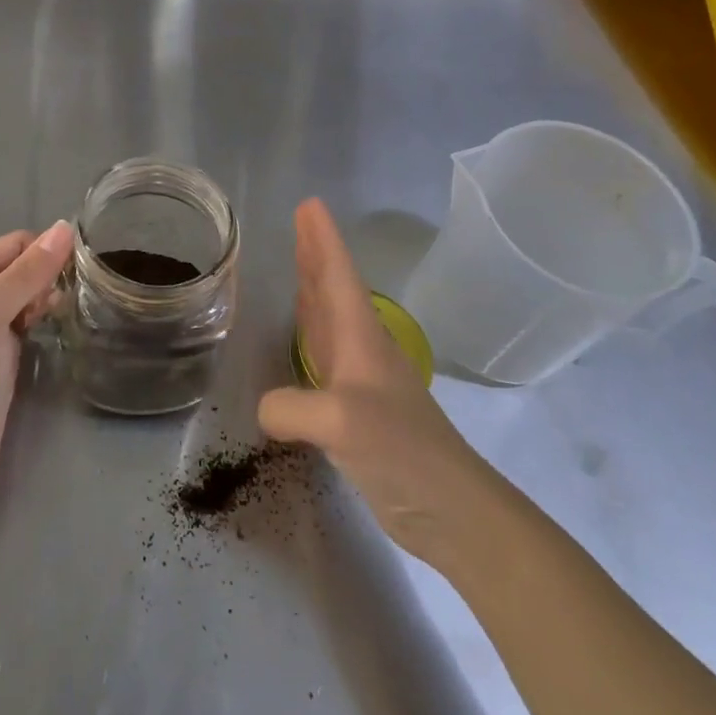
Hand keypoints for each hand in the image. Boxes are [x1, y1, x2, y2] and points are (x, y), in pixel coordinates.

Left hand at [0, 221, 74, 482]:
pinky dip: (43, 319)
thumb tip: (65, 227)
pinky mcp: (1, 349)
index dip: (46, 253)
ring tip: (63, 316)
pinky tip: (55, 329)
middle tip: (64, 302)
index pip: (17, 243)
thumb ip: (26, 272)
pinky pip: (28, 319)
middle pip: (24, 266)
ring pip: (29, 292)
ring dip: (48, 298)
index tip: (73, 274)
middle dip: (48, 277)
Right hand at [257, 199, 491, 570]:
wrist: (450, 509)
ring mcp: (360, 380)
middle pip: (334, 289)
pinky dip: (309, 334)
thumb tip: (265, 408)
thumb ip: (291, 406)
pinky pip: (323, 356)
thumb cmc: (402, 451)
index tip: (310, 205)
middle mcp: (362, 349)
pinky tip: (300, 337)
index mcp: (361, 338)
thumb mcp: (341, 422)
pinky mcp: (354, 410)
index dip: (323, 240)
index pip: (338, 276)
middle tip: (299, 221)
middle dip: (316, 254)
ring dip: (313, 288)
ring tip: (297, 263)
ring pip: (330, 319)